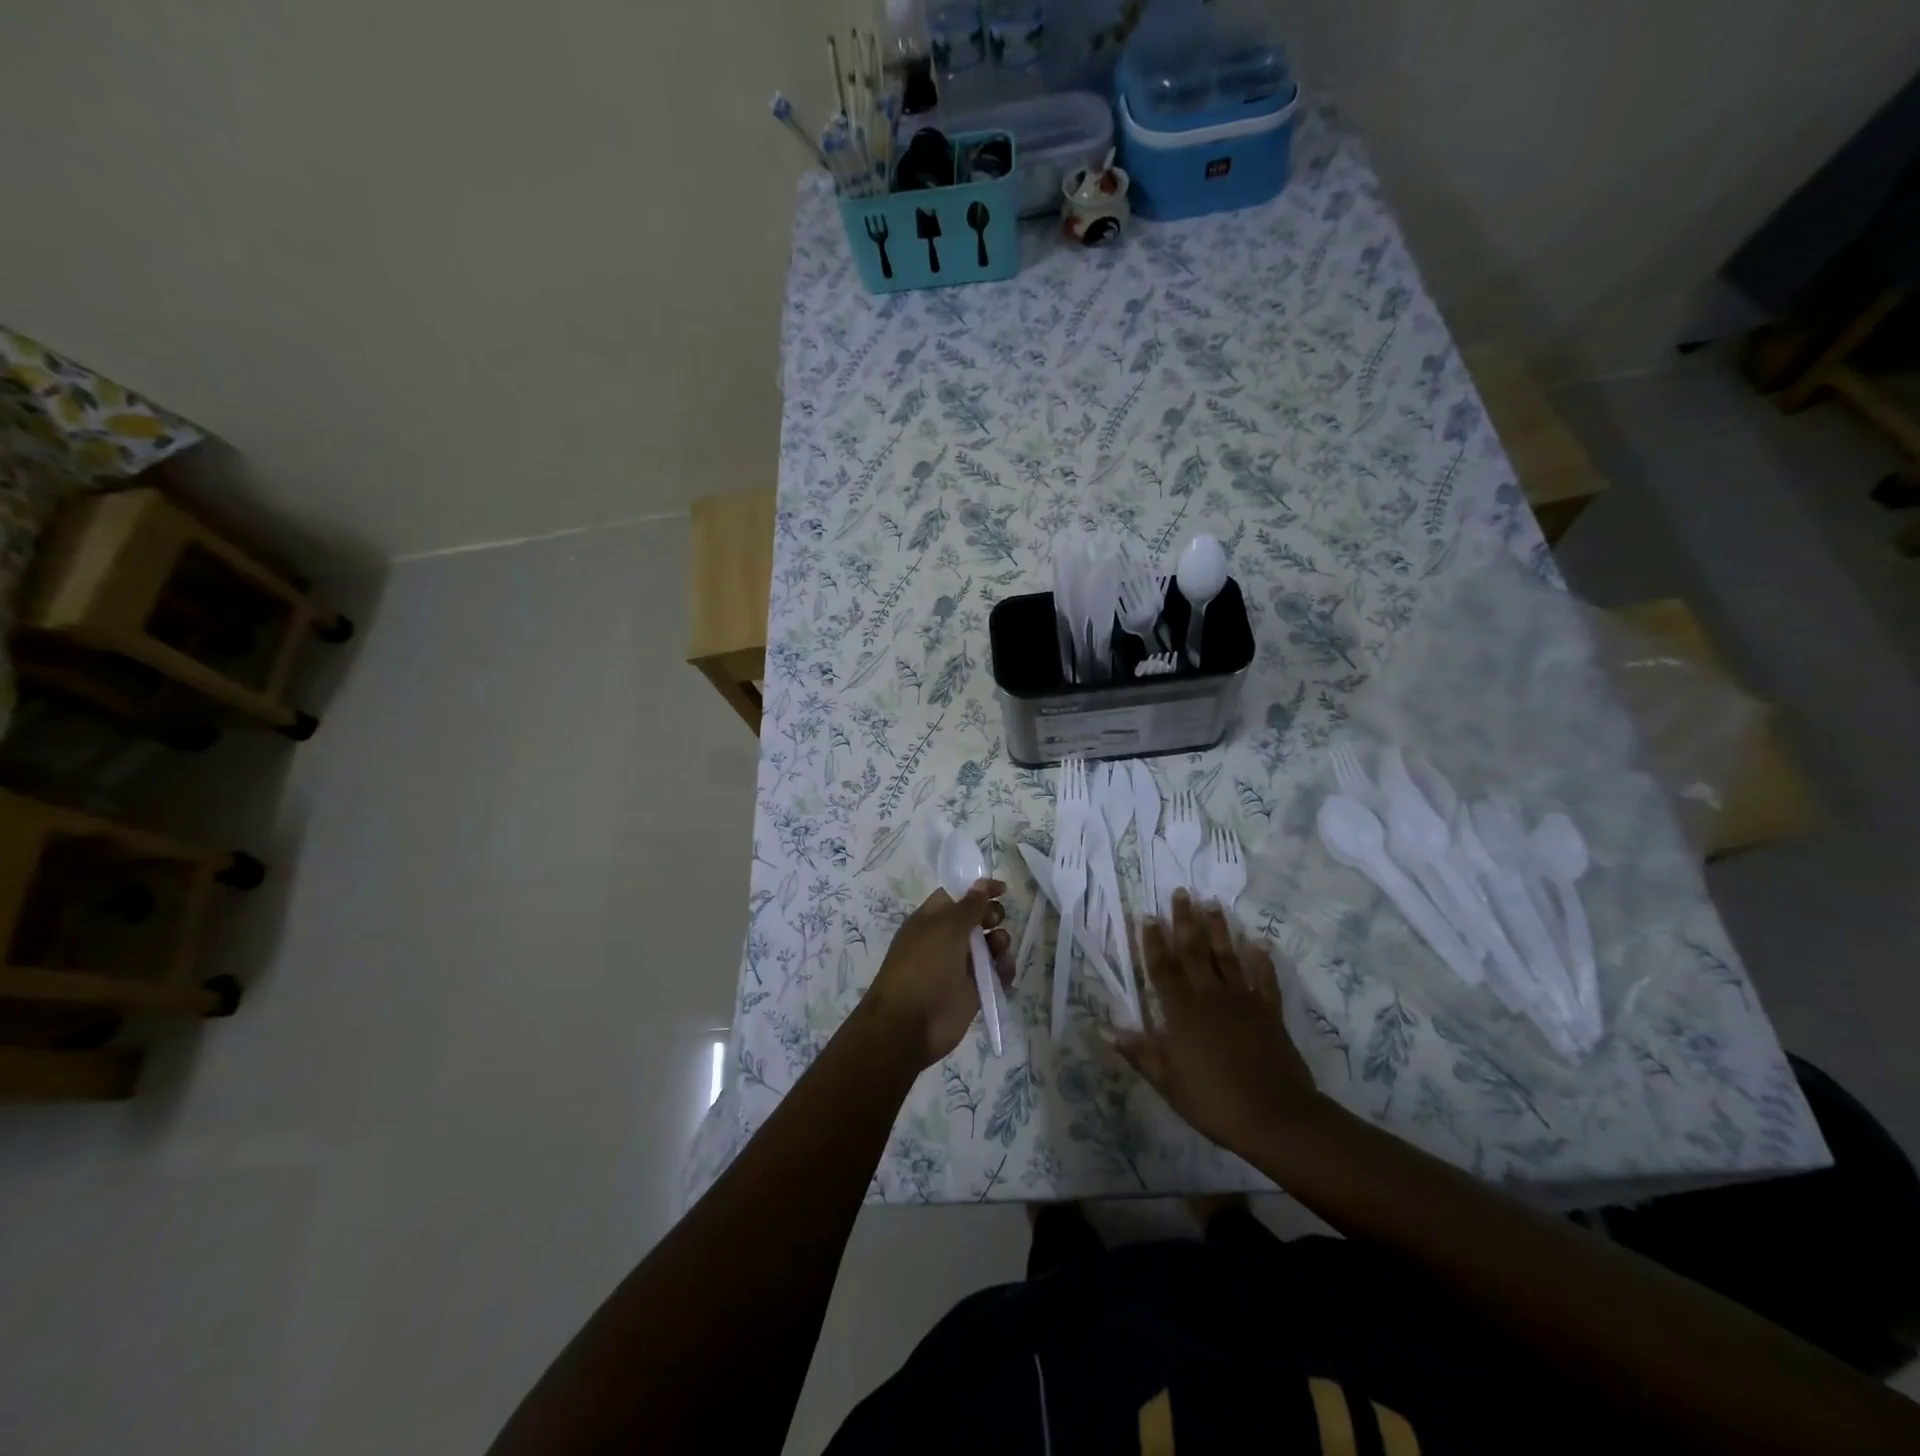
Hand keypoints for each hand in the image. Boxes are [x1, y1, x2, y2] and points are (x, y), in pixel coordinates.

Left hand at [861, 880, 1012, 1070]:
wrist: (910, 1023)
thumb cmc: (923, 966)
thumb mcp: (946, 928)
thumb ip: (969, 905)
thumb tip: (982, 883)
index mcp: (933, 919)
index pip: (958, 895)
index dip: (980, 890)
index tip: (1003, 889)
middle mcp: (947, 939)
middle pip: (979, 919)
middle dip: (993, 917)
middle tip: (993, 923)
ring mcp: (961, 966)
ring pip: (991, 946)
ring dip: (1001, 943)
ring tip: (1000, 950)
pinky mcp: (974, 990)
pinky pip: (996, 974)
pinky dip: (1004, 971)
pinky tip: (1004, 973)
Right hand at [1110, 890, 1319, 1153]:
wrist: (1276, 1117)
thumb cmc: (1213, 1101)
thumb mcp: (1167, 1081)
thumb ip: (1138, 1051)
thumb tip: (1103, 1028)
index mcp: (1182, 1011)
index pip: (1162, 968)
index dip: (1152, 942)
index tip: (1146, 915)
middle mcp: (1210, 996)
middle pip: (1194, 952)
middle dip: (1185, 920)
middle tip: (1181, 892)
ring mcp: (1243, 1001)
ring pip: (1227, 956)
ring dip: (1219, 929)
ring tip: (1212, 903)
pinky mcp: (1269, 1012)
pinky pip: (1264, 980)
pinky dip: (1261, 961)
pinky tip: (1258, 943)